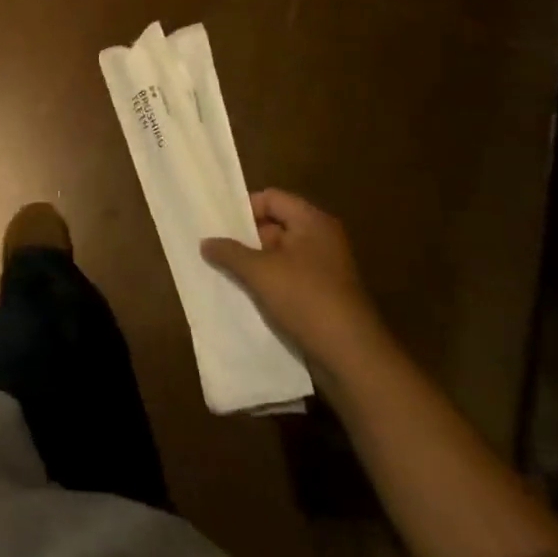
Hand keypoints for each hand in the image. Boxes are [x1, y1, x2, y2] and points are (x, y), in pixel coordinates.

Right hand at [201, 189, 384, 376]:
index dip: (244, 208)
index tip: (219, 225)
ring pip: (280, 255)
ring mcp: (325, 269)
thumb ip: (229, 253)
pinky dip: (268, 283)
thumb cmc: (306, 300)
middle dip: (245, 238)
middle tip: (216, 248)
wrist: (352, 358)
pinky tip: (246, 295)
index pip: (271, 198)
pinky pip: (288, 279)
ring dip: (254, 263)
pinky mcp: (323, 296)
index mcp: (312, 222)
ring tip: (225, 271)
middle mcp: (321, 239)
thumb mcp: (260, 272)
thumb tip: (205, 242)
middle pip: (275, 225)